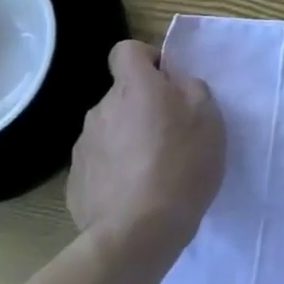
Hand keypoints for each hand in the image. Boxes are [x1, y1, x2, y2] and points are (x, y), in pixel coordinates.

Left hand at [67, 40, 225, 255]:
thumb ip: (191, 89)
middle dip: (141, 107)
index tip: (166, 82)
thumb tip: (175, 87)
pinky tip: (133, 194)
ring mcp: (83, 147)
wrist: (138, 233)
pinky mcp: (75, 183)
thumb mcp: (209, 117)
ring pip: (110, 129)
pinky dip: (114, 171)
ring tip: (152, 171)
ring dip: (127, 140)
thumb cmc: (182, 164)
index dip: (146, 59)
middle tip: (170, 134)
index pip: (126, 50)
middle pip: (121, 95)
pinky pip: (99, 164)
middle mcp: (101, 109)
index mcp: (133, 87)